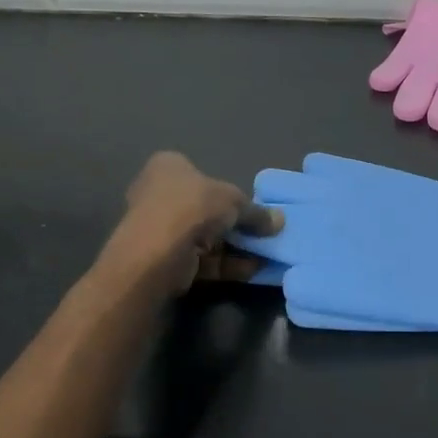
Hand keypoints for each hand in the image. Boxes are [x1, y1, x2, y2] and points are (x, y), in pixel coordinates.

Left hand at [100, 152, 282, 295]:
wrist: (157, 253)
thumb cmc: (193, 207)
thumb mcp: (234, 201)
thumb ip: (257, 212)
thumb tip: (280, 221)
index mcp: (168, 167)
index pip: (200, 173)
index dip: (227, 190)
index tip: (251, 207)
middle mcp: (158, 194)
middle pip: (205, 208)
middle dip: (235, 224)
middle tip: (263, 233)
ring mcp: (159, 229)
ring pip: (205, 237)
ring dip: (235, 247)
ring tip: (265, 255)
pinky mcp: (163, 260)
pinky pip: (201, 259)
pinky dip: (225, 264)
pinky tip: (252, 271)